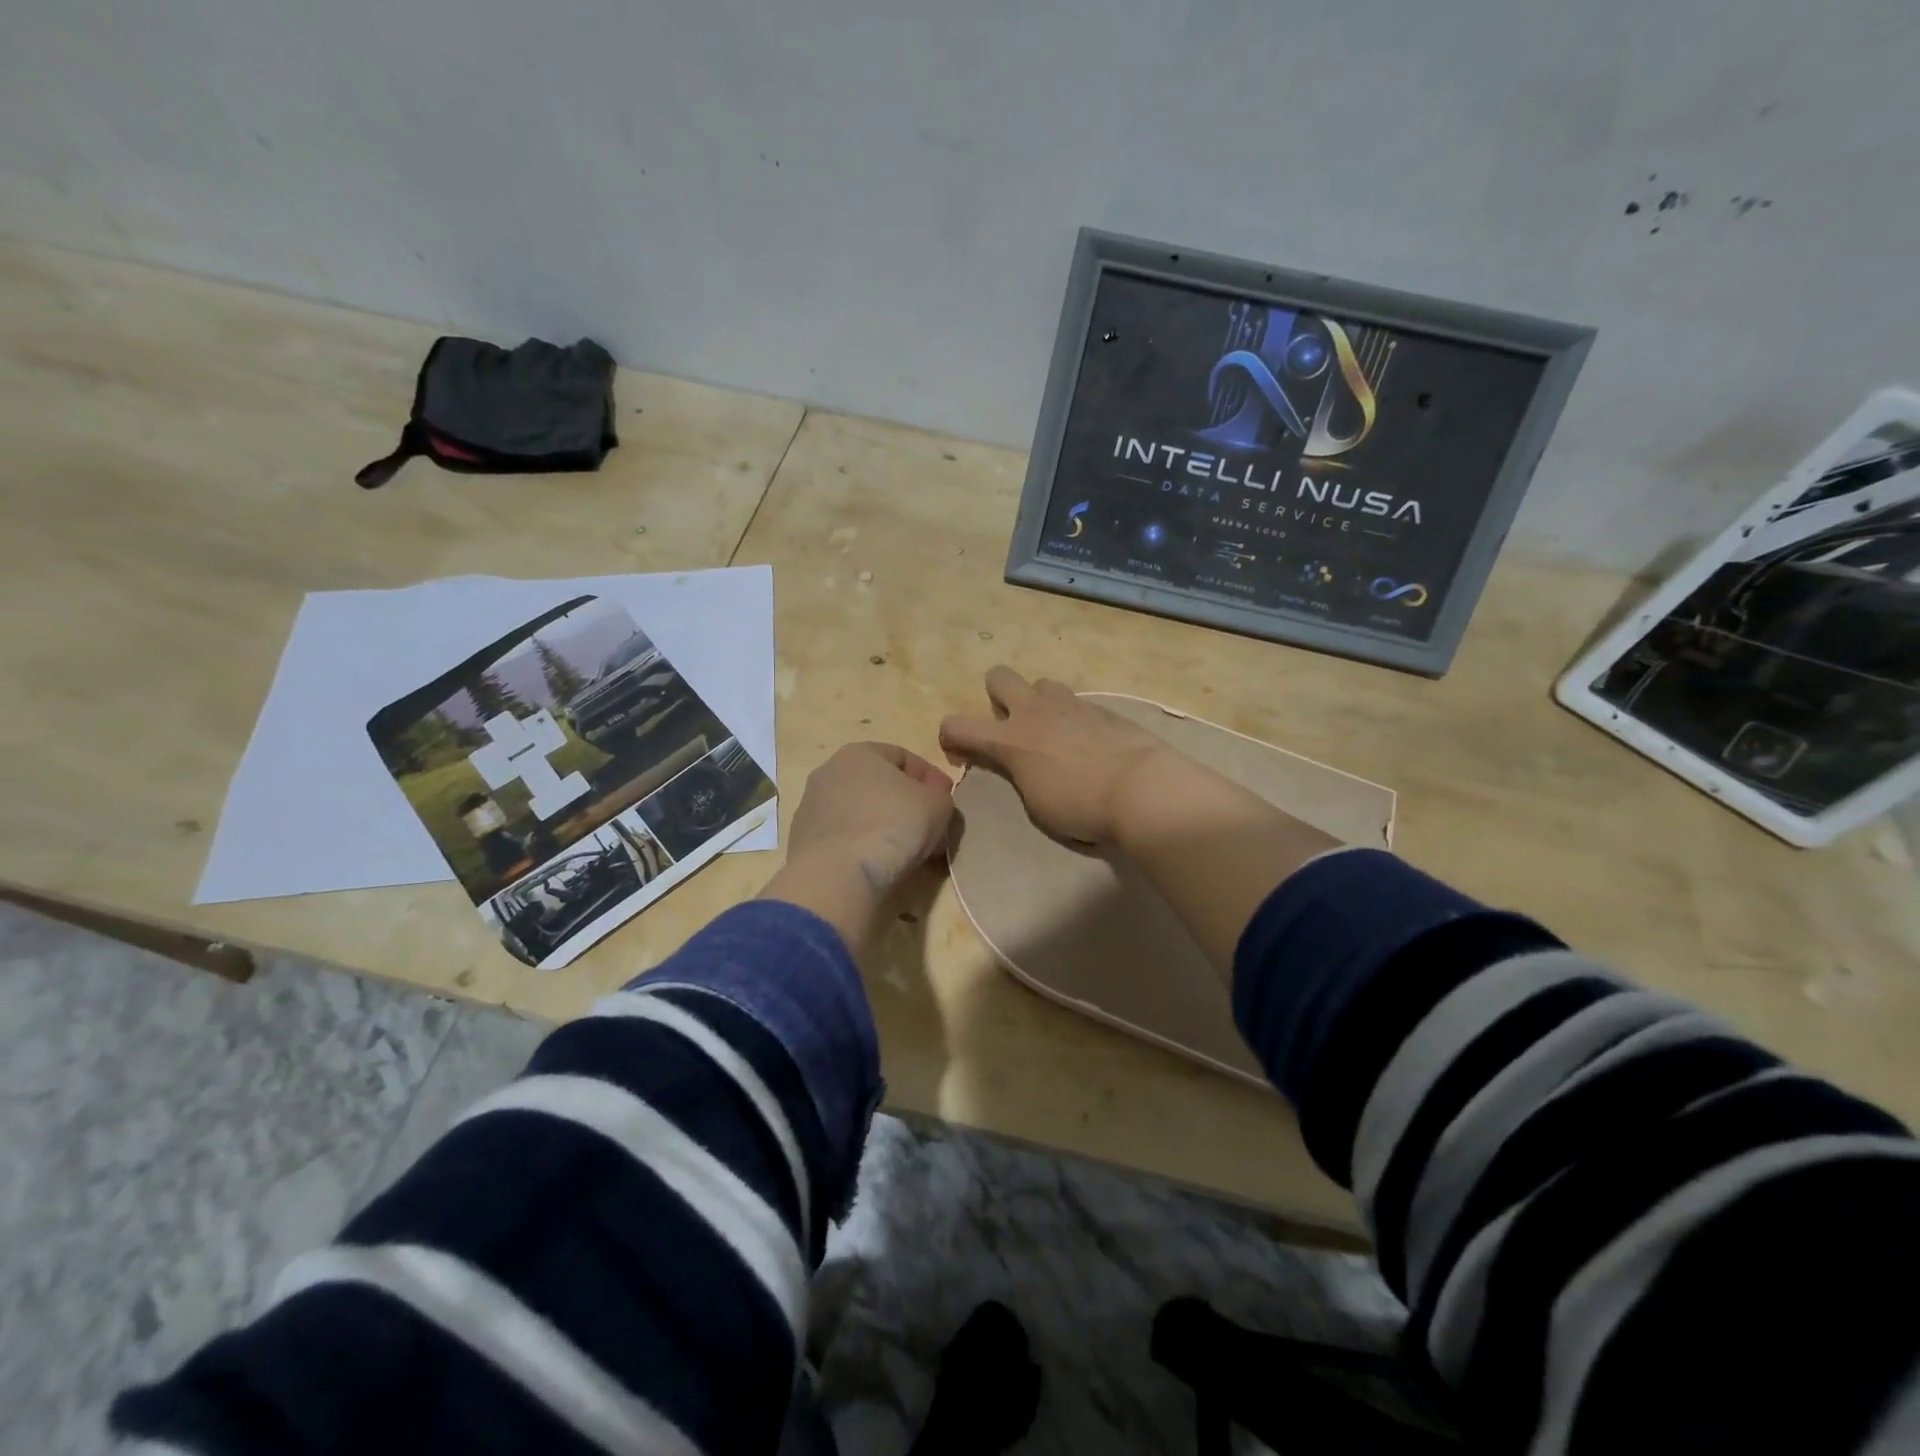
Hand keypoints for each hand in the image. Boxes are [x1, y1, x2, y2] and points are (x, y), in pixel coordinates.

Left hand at [787, 742, 955, 891]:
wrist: (838, 875)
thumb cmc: (893, 825)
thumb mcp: (938, 805)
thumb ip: (940, 795)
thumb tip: (933, 799)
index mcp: (859, 752)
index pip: (903, 757)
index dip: (930, 778)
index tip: (946, 800)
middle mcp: (829, 771)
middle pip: (879, 785)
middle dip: (906, 804)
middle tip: (929, 827)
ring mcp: (811, 807)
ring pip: (860, 812)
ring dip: (885, 826)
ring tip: (907, 851)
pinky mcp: (803, 840)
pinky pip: (845, 837)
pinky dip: (863, 846)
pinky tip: (879, 865)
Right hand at [938, 667, 1170, 844]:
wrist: (1141, 789)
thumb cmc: (1081, 806)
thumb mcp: (1036, 803)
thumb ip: (1019, 775)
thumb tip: (1019, 765)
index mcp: (1010, 740)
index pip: (957, 725)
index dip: (949, 738)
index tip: (961, 755)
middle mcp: (1035, 712)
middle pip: (998, 677)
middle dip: (996, 696)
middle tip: (1011, 728)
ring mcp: (1071, 705)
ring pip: (1041, 683)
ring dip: (1038, 703)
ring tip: (1053, 733)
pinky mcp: (1101, 708)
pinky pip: (1076, 703)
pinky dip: (1072, 718)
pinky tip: (1088, 744)